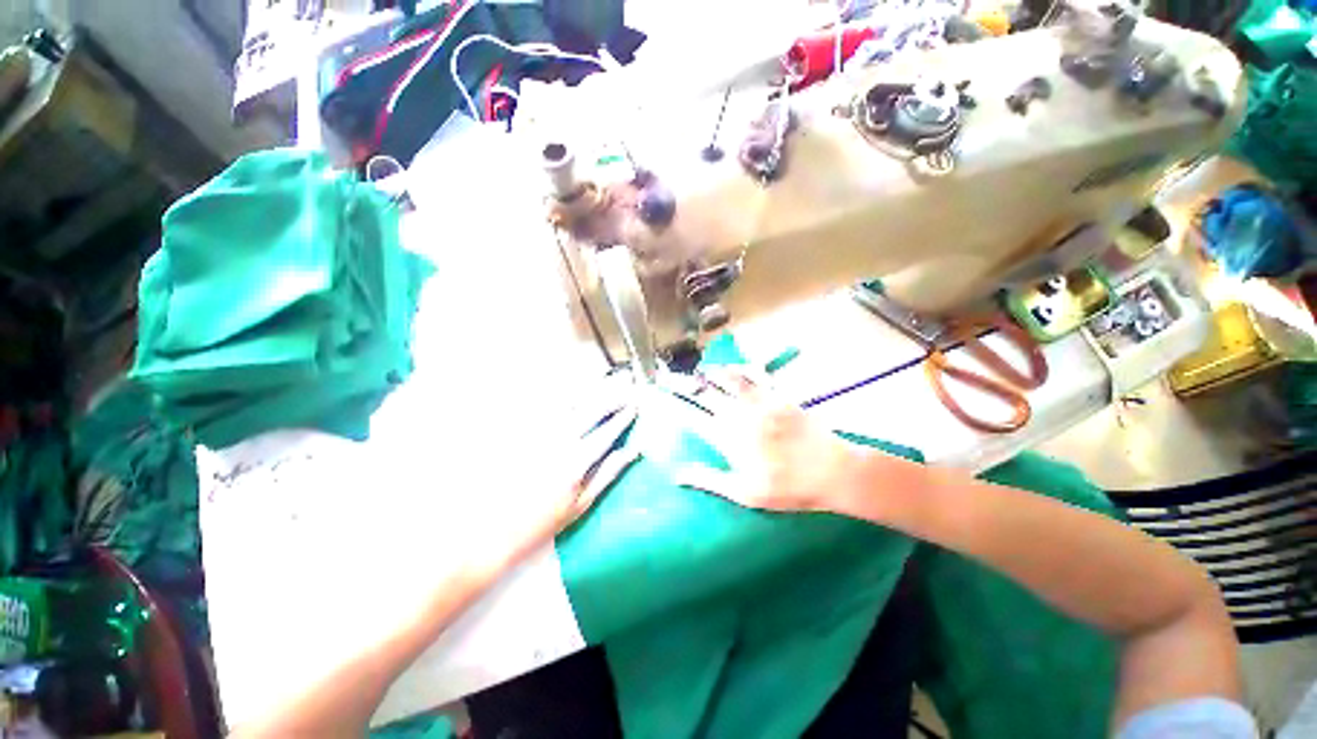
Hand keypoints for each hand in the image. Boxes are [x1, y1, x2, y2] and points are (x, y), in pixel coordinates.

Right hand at [673, 369, 872, 513]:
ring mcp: (759, 402)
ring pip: (727, 380)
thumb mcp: (744, 493)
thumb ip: (708, 479)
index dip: (672, 406)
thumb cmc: (788, 488)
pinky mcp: (777, 396)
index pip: (692, 418)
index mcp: (728, 438)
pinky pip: (755, 377)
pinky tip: (732, 367)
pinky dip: (740, 370)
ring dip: (710, 374)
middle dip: (684, 385)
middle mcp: (739, 415)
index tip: (657, 398)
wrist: (833, 471)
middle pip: (705, 395)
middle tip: (669, 377)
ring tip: (698, 371)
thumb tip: (676, 474)